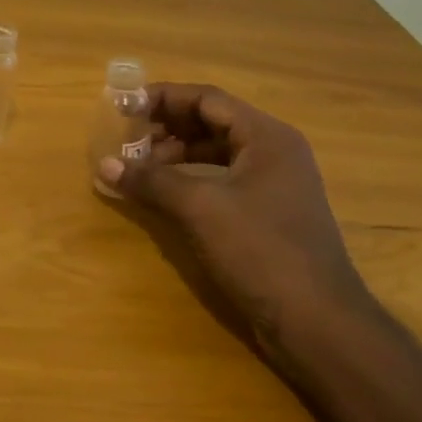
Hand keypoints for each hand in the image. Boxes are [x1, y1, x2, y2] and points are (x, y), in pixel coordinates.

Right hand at [96, 84, 377, 353]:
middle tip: (125, 137)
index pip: (207, 99)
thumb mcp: (199, 209)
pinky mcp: (266, 214)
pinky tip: (162, 194)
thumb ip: (151, 180)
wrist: (317, 323)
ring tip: (137, 167)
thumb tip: (104, 165)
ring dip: (174, 154)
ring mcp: (273, 184)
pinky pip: (220, 179)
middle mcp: (273, 152)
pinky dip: (189, 179)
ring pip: (215, 152)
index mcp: (266, 137)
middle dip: (165, 126)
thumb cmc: (261, 250)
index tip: (123, 106)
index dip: (163, 98)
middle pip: (211, 123)